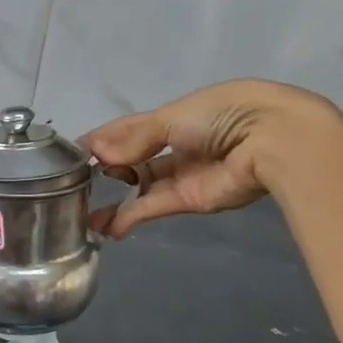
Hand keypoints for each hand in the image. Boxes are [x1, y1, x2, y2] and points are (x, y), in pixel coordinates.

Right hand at [83, 80, 342, 237]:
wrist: (272, 141)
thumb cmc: (221, 115)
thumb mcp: (171, 116)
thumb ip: (133, 138)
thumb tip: (99, 152)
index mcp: (176, 116)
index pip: (130, 129)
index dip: (102, 139)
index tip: (71, 154)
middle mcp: (178, 144)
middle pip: (133, 159)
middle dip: (106, 171)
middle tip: (74, 184)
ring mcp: (183, 174)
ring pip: (141, 188)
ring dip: (114, 200)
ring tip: (84, 215)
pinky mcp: (190, 200)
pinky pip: (153, 206)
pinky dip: (131, 216)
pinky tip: (108, 227)